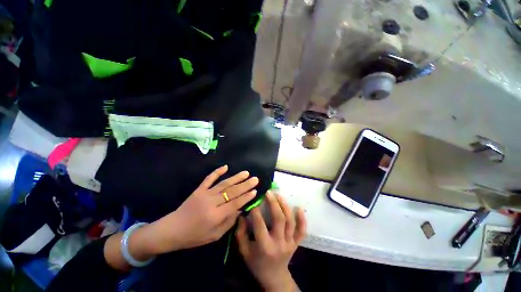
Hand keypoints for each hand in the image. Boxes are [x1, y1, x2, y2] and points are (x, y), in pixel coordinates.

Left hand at [150, 165, 258, 252]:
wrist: (172, 230)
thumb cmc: (195, 236)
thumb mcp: (214, 235)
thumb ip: (229, 222)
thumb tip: (240, 209)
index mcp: (215, 216)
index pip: (234, 204)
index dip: (246, 197)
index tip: (255, 190)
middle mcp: (211, 203)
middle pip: (231, 192)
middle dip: (245, 185)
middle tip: (255, 179)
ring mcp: (204, 194)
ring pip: (223, 184)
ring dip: (236, 177)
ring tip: (246, 173)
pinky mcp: (199, 190)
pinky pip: (209, 179)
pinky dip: (217, 172)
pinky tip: (225, 167)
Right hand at [236, 191, 305, 291]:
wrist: (274, 278)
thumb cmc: (256, 263)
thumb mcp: (244, 251)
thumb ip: (241, 233)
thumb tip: (242, 215)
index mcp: (264, 247)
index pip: (259, 224)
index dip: (256, 211)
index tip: (253, 201)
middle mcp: (279, 243)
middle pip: (279, 219)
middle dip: (274, 203)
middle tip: (269, 192)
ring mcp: (290, 243)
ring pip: (290, 221)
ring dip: (285, 206)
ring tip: (279, 195)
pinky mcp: (296, 243)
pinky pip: (302, 231)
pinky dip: (302, 219)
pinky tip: (299, 208)